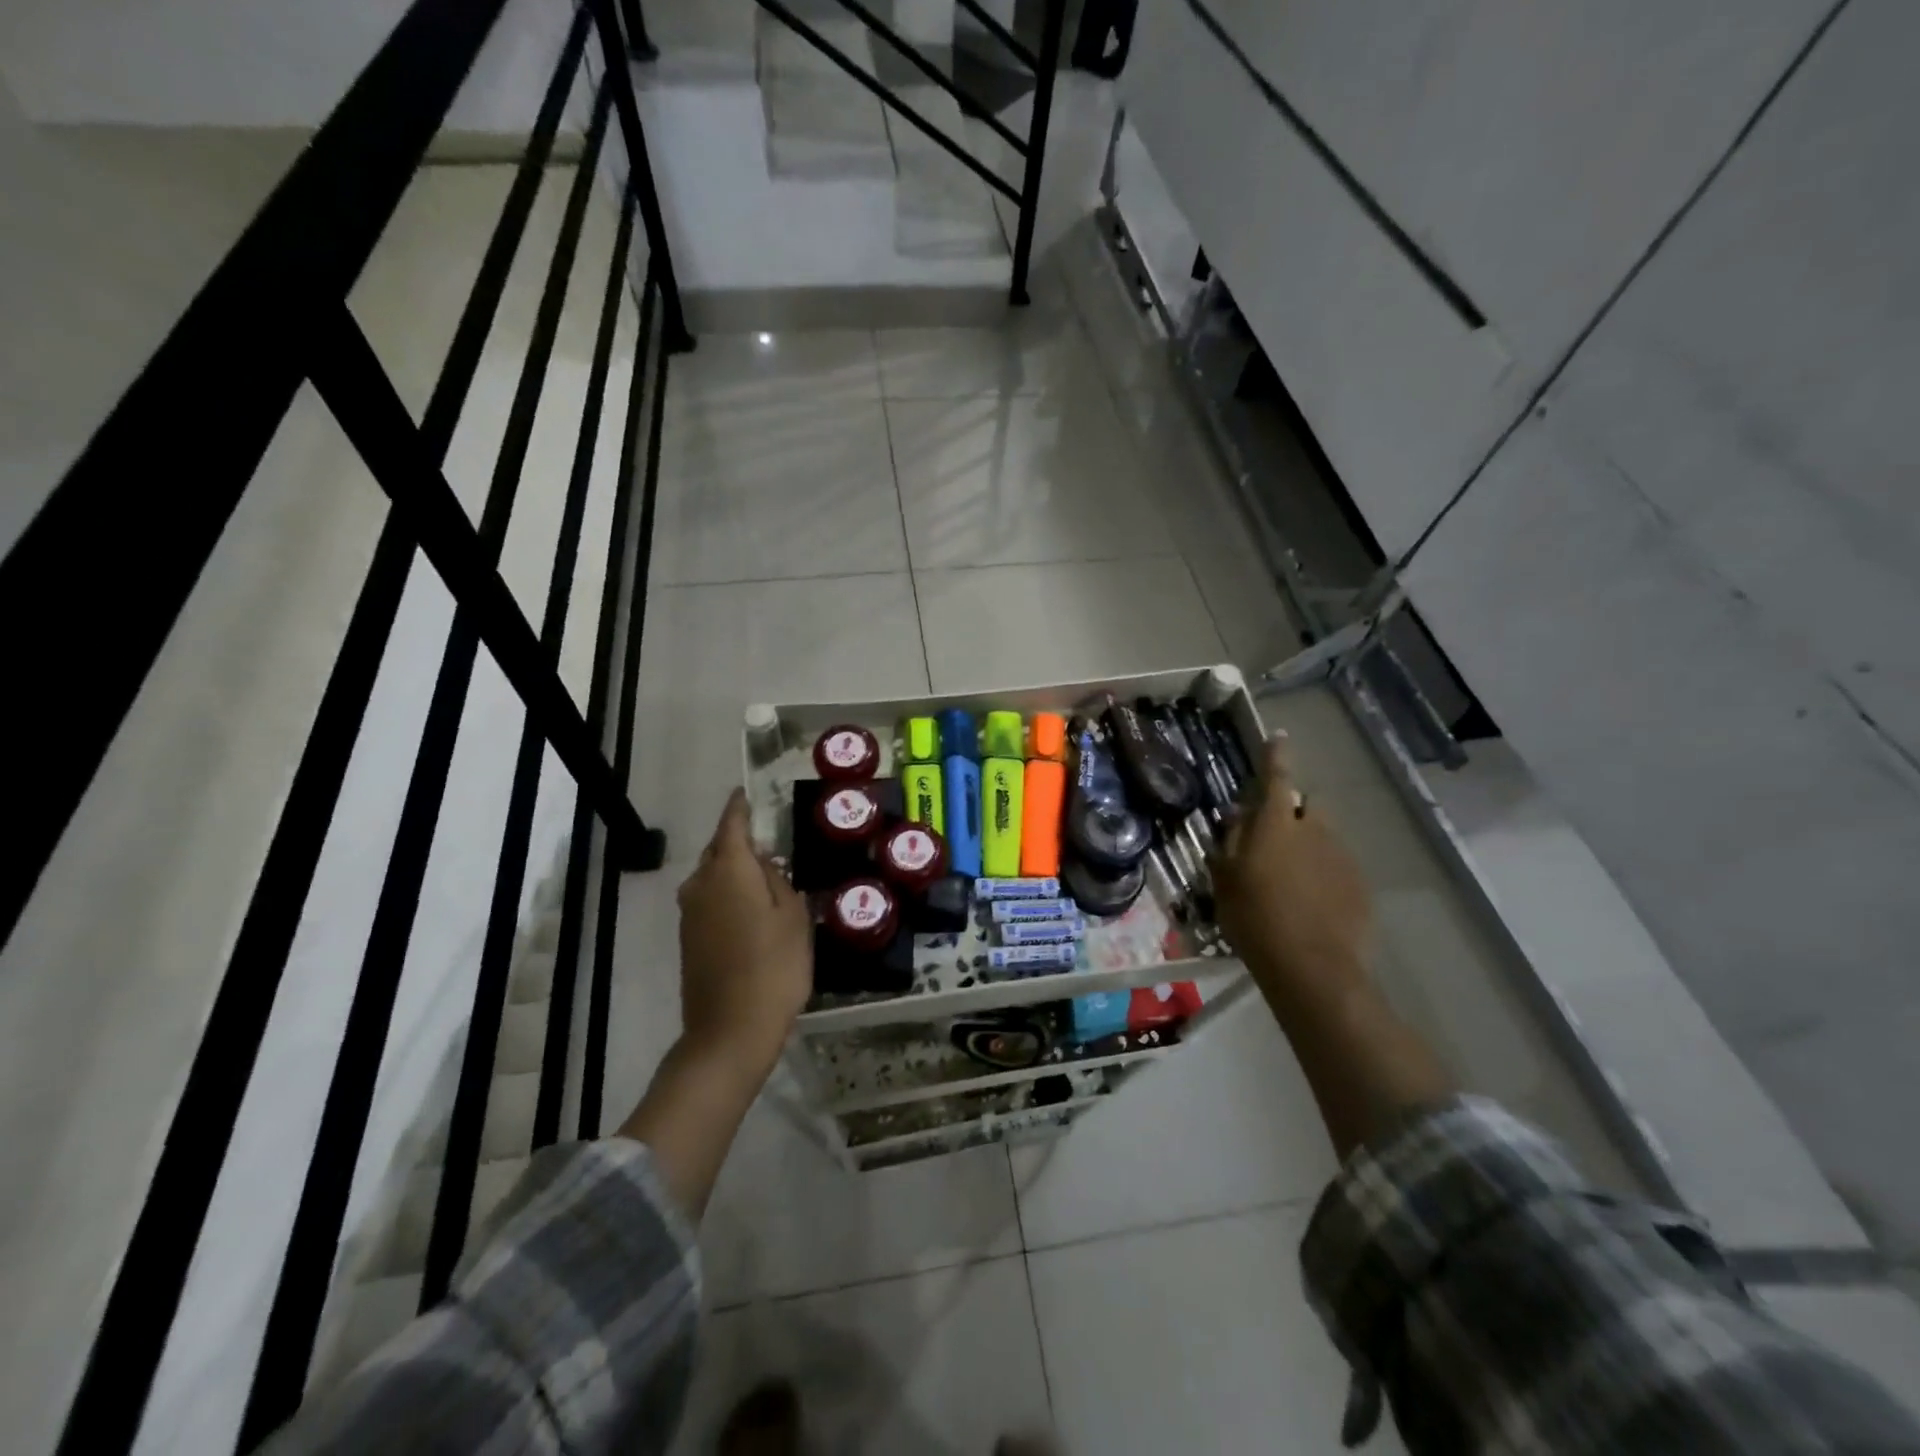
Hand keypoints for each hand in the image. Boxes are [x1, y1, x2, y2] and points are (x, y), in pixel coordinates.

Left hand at [676, 788, 812, 1078]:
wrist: (729, 1031)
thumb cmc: (773, 968)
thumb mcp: (795, 919)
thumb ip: (782, 883)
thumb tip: (768, 867)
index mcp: (729, 871)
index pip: (731, 825)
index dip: (739, 808)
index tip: (745, 793)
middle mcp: (701, 885)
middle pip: (718, 850)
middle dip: (738, 841)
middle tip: (769, 844)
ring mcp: (690, 914)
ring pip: (711, 876)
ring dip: (733, 871)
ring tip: (765, 878)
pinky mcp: (689, 939)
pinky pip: (708, 900)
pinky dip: (726, 894)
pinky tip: (751, 910)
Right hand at [1210, 735, 1372, 1013]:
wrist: (1313, 968)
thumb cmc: (1255, 919)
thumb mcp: (1226, 879)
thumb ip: (1231, 840)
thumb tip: (1237, 814)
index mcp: (1277, 825)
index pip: (1277, 778)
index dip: (1276, 756)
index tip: (1279, 737)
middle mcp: (1314, 831)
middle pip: (1308, 805)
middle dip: (1294, 810)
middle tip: (1274, 837)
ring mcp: (1342, 857)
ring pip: (1324, 836)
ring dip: (1308, 843)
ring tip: (1291, 877)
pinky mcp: (1360, 884)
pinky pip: (1337, 864)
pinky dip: (1323, 872)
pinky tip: (1311, 901)